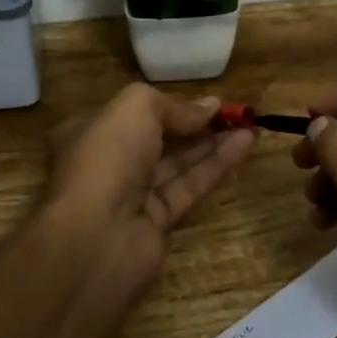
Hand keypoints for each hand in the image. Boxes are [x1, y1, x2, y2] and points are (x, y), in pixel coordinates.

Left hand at [47, 83, 254, 279]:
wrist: (98, 237)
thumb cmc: (108, 157)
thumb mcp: (137, 108)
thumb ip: (174, 105)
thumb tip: (210, 106)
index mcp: (88, 133)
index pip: (130, 114)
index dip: (166, 104)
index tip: (202, 100)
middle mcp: (108, 163)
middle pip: (157, 138)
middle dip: (193, 123)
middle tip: (232, 111)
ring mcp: (131, 196)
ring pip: (177, 163)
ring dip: (212, 143)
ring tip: (248, 123)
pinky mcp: (157, 222)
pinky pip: (190, 186)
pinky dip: (216, 166)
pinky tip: (244, 144)